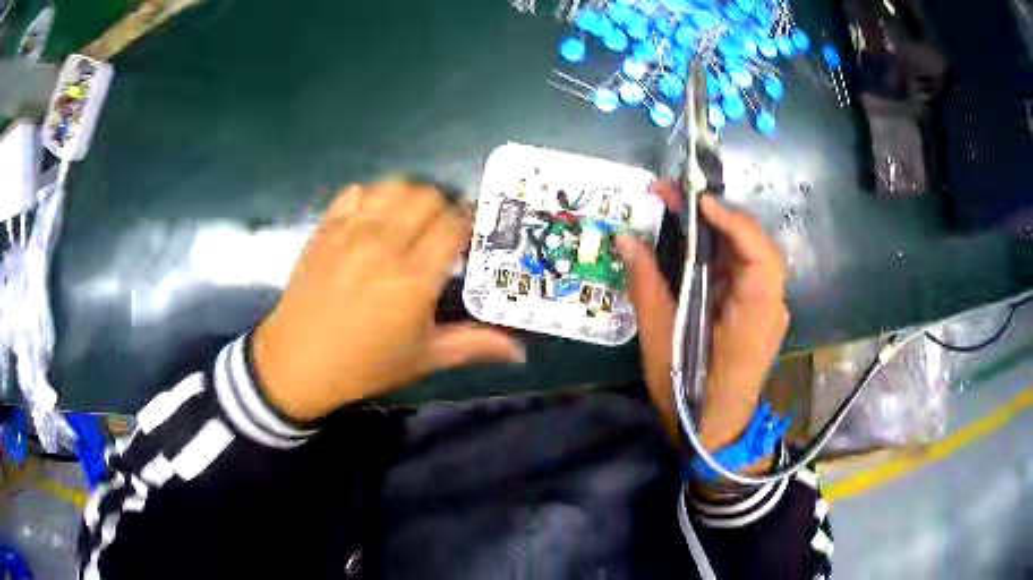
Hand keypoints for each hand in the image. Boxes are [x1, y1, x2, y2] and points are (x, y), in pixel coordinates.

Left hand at [253, 181, 525, 421]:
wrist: (297, 363)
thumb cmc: (365, 365)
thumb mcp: (423, 359)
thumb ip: (473, 345)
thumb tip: (520, 352)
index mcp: (413, 278)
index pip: (455, 224)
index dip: (470, 221)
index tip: (473, 232)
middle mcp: (384, 245)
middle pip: (428, 197)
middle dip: (444, 206)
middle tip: (443, 229)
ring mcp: (350, 233)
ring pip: (394, 187)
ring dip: (411, 196)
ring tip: (411, 219)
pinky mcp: (325, 229)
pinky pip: (356, 193)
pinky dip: (373, 197)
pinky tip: (374, 218)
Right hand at [615, 182, 788, 451]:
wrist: (715, 434)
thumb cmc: (688, 395)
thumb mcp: (661, 342)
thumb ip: (647, 286)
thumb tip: (625, 239)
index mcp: (755, 317)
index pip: (760, 257)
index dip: (734, 223)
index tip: (698, 202)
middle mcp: (771, 308)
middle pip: (756, 247)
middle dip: (720, 217)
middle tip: (677, 199)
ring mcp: (768, 311)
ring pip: (751, 257)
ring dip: (719, 231)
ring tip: (681, 214)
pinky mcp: (758, 315)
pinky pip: (745, 273)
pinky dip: (722, 253)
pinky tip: (697, 247)